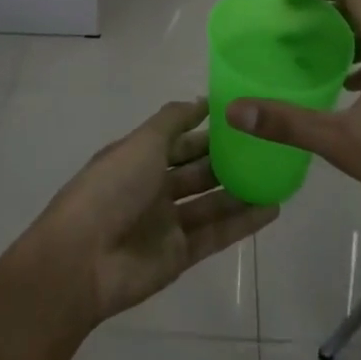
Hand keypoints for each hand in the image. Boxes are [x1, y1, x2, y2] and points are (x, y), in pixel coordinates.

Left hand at [21, 99, 279, 327]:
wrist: (83, 259)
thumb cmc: (111, 188)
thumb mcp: (142, 142)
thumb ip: (173, 120)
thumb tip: (201, 100)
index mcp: (138, 157)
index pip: (178, 139)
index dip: (204, 128)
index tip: (239, 116)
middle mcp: (153, 187)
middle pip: (196, 170)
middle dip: (226, 159)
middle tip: (265, 146)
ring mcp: (167, 223)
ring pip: (211, 202)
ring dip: (240, 190)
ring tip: (277, 176)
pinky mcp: (180, 255)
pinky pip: (216, 234)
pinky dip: (242, 223)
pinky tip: (271, 209)